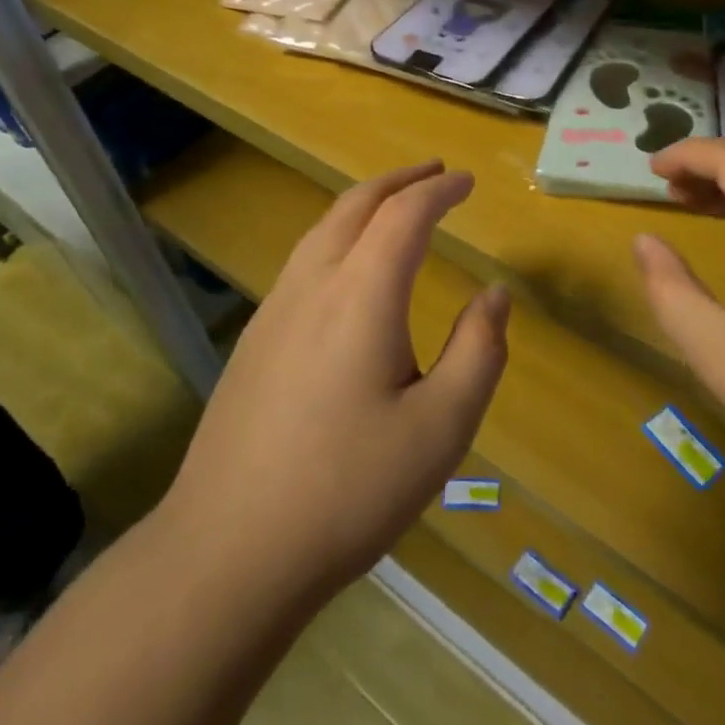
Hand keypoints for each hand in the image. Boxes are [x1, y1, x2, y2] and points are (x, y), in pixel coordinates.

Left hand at [159, 161, 508, 603]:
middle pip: (355, 205)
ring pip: (322, 229)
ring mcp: (274, 310)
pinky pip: (304, 260)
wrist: (228, 551)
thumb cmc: (349, 489)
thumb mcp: (441, 428)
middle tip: (436, 173)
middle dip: (399, 181)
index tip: (468, 182)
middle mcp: (312, 285)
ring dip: (365, 204)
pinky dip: (339, 235)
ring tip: (397, 206)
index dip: (439, 190)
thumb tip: (495, 294)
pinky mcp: (254, 340)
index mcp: (361, 295)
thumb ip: (478, 351)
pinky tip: (349, 268)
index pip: (404, 215)